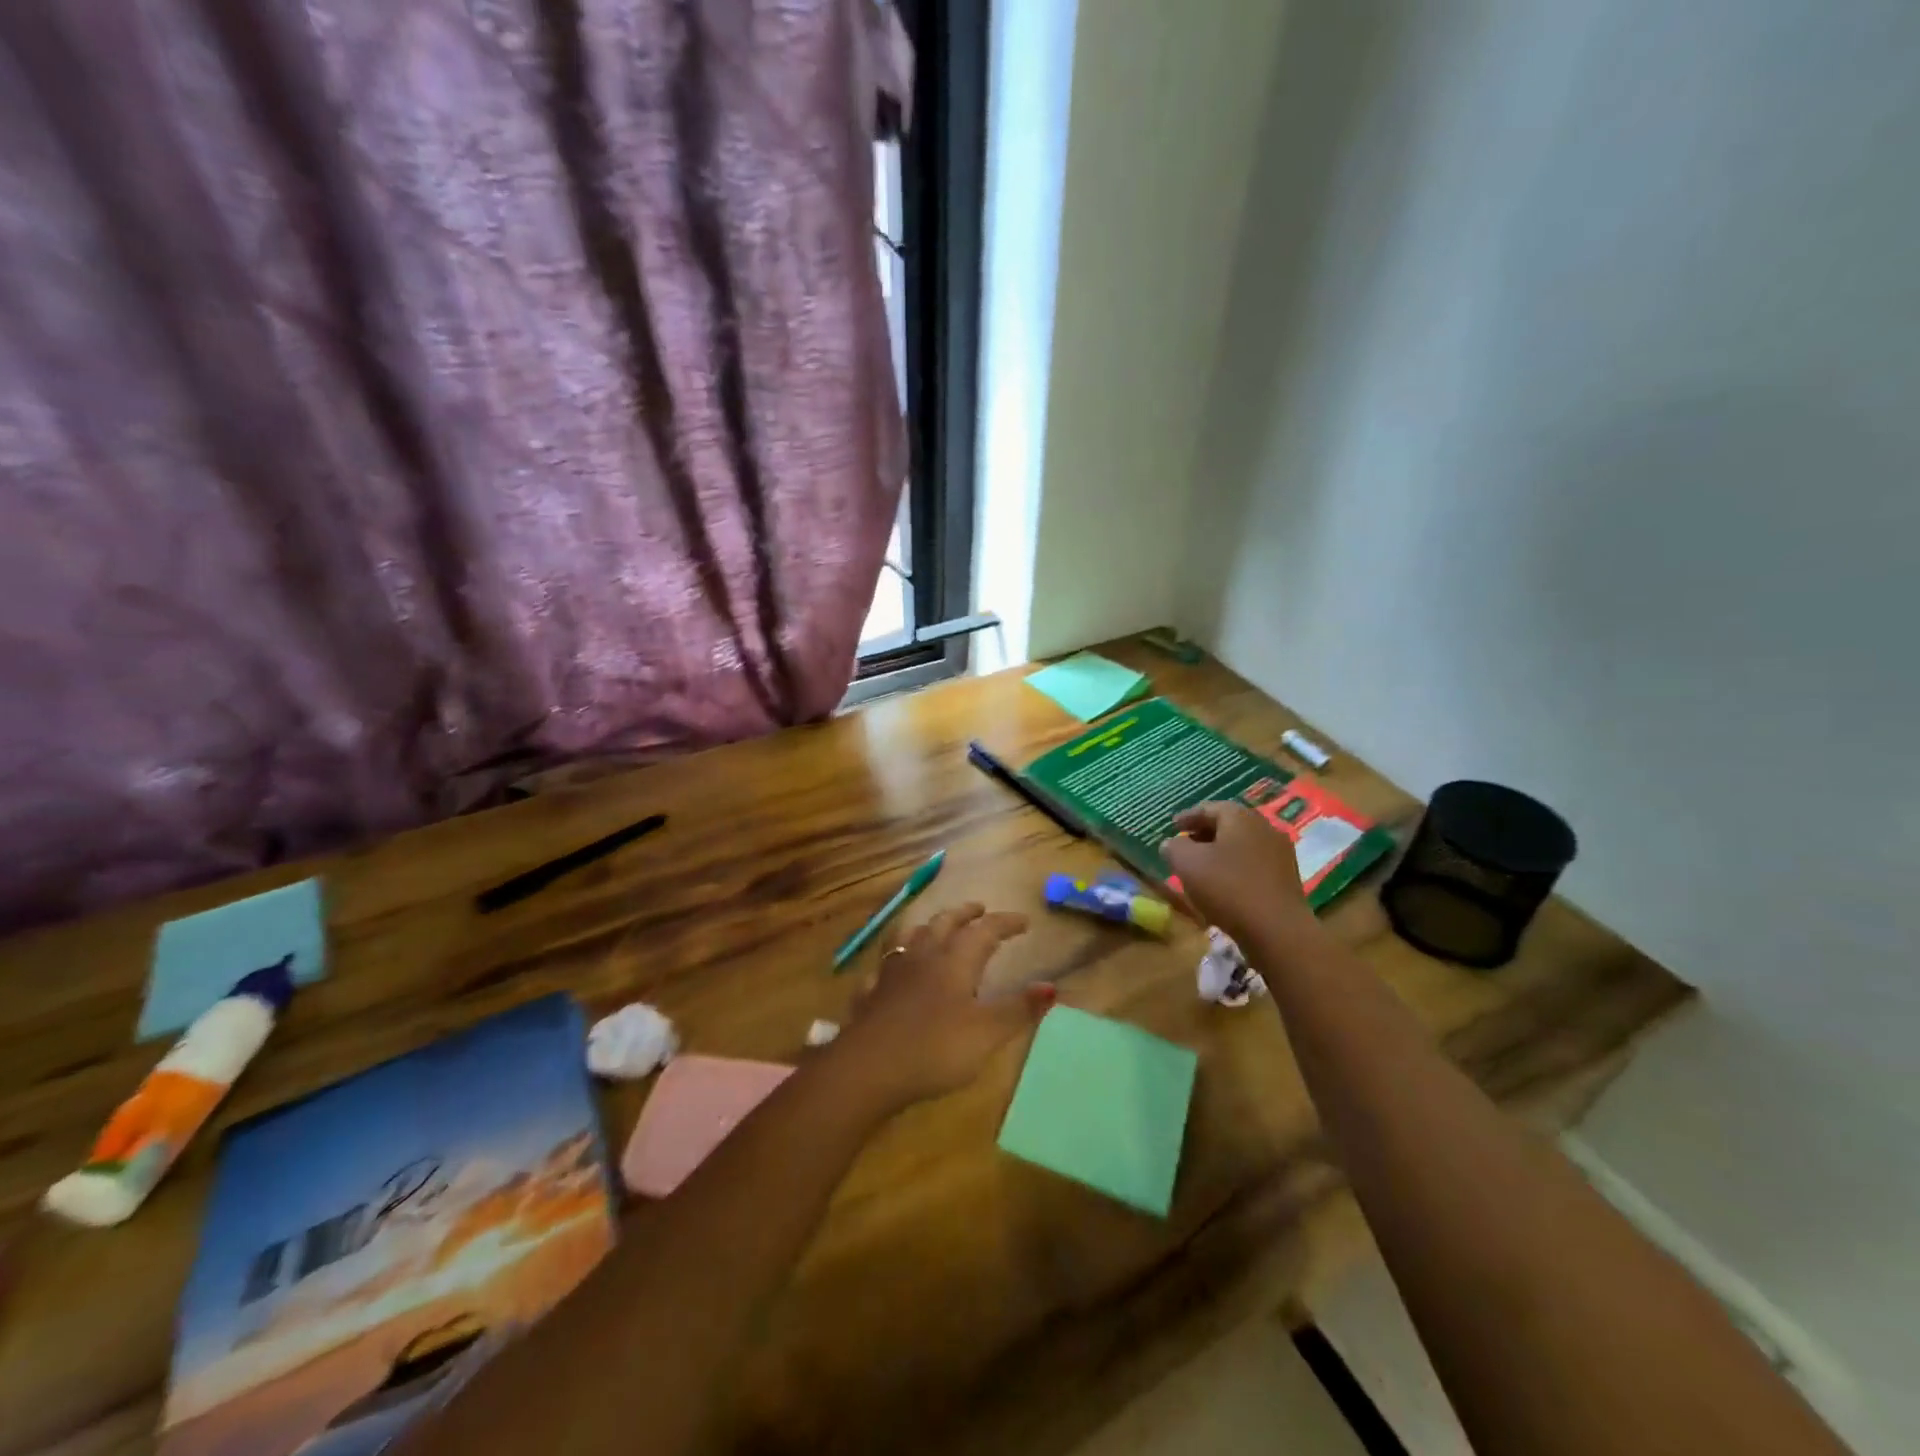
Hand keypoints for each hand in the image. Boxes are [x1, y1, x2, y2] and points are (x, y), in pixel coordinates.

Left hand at [836, 903, 1052, 1109]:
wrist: (868, 1067)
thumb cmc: (935, 1048)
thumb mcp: (987, 1033)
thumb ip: (1019, 1009)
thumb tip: (1052, 986)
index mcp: (955, 961)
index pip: (984, 931)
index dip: (1004, 923)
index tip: (1023, 921)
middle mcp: (923, 956)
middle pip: (944, 923)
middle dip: (964, 913)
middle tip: (978, 909)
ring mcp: (891, 972)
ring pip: (910, 936)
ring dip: (927, 926)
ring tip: (934, 927)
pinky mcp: (869, 993)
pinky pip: (882, 966)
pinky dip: (893, 960)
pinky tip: (891, 970)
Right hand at [1162, 801, 1320, 953]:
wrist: (1277, 930)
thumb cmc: (1228, 888)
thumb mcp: (1187, 863)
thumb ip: (1174, 847)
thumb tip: (1171, 843)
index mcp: (1240, 817)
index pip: (1210, 808)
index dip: (1188, 816)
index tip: (1172, 826)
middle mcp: (1264, 828)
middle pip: (1229, 825)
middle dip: (1205, 833)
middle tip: (1185, 845)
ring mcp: (1280, 854)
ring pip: (1243, 846)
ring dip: (1221, 853)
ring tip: (1201, 868)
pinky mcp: (1287, 880)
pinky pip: (1254, 865)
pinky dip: (1236, 869)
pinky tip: (1224, 886)